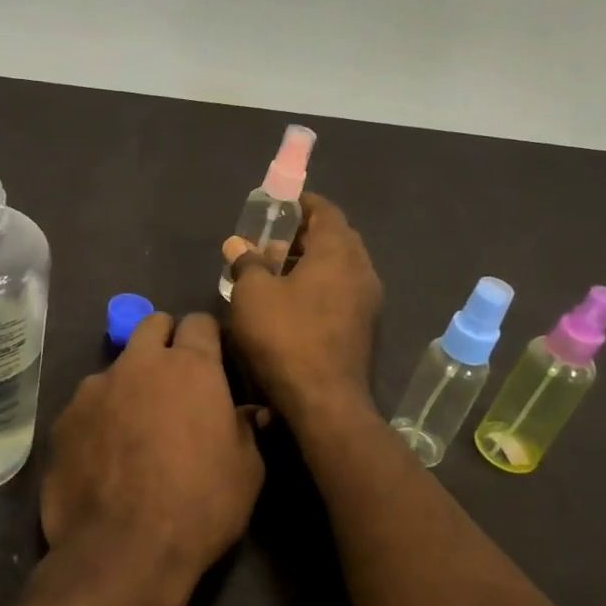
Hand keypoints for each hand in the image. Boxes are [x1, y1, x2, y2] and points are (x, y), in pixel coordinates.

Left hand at [42, 312, 267, 589]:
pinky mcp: (64, 418)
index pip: (199, 322)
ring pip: (116, 366)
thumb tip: (249, 411)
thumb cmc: (199, 507)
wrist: (123, 550)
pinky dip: (99, 416)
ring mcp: (95, 388)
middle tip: (175, 379)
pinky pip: (87, 404)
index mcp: (191, 367)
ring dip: (130, 382)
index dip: (207, 337)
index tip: (213, 360)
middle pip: (152, 325)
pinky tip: (104, 453)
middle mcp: (139, 364)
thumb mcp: (246, 471)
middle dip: (165, 340)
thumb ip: (246, 429)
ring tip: (134, 425)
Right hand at [224, 192, 383, 419]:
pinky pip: (341, 292)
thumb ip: (247, 263)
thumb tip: (238, 245)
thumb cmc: (286, 337)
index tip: (278, 206)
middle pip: (335, 238)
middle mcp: (361, 270)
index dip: (302, 204)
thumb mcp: (253, 295)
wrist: (325, 402)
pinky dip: (319, 286)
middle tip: (270, 241)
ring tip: (274, 273)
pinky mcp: (364, 328)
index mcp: (338, 252)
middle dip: (303, 235)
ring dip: (310, 263)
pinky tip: (291, 303)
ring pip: (339, 268)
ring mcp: (368, 301)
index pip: (326, 211)